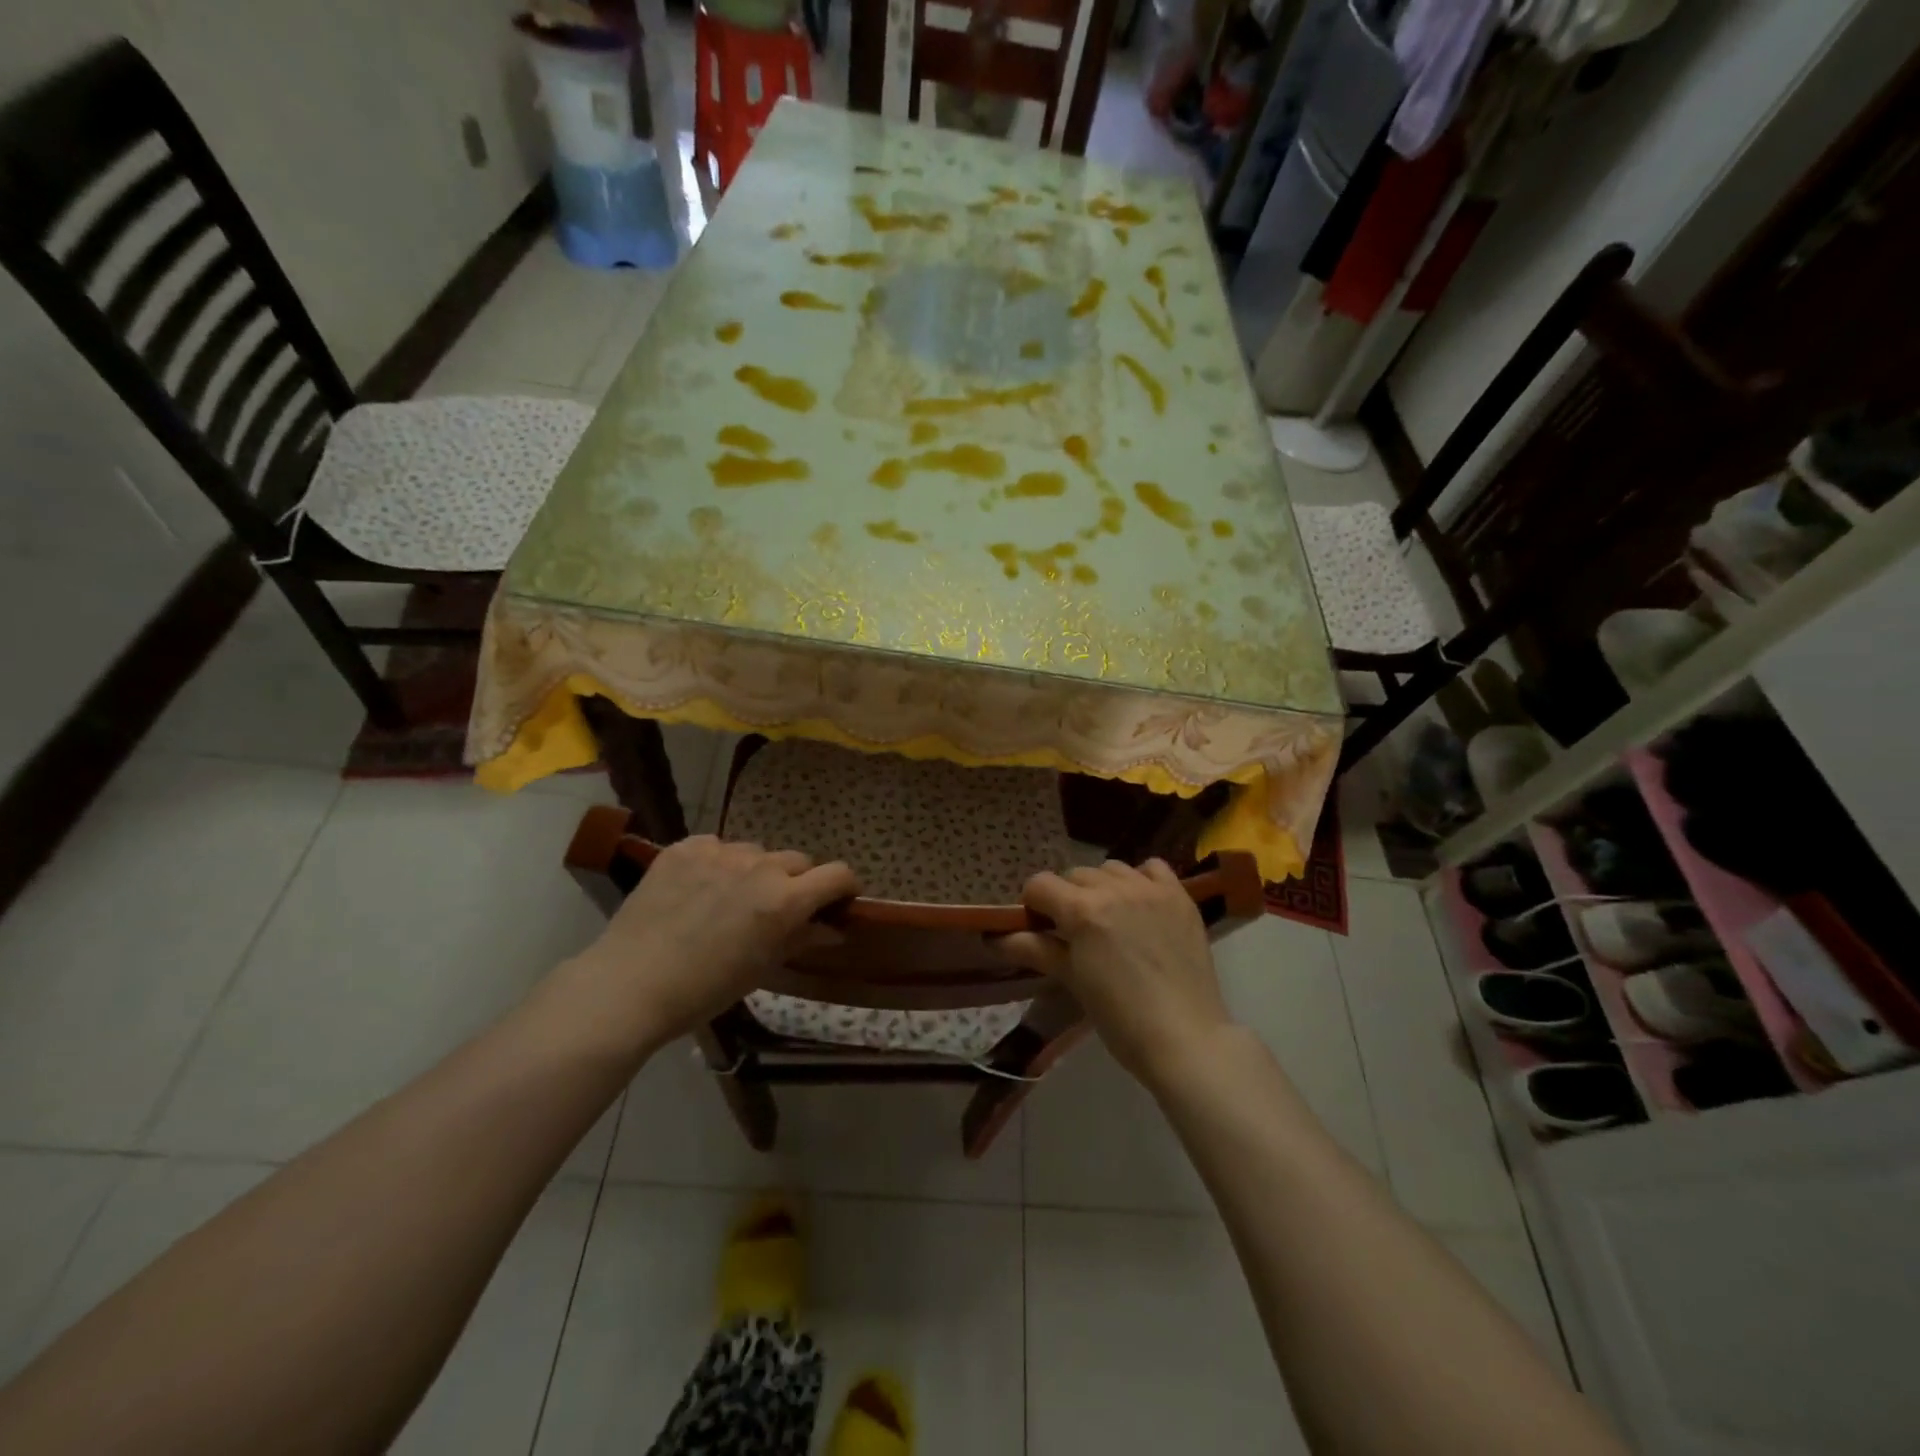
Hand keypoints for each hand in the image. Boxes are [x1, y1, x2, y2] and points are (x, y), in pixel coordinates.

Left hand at [565, 836, 859, 1050]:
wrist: (630, 983)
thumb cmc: (705, 989)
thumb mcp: (762, 967)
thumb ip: (801, 938)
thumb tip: (833, 928)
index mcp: (785, 899)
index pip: (838, 874)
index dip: (844, 887)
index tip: (837, 901)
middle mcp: (760, 866)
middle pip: (797, 861)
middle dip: (797, 882)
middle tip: (776, 909)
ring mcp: (721, 851)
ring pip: (756, 852)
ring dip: (755, 871)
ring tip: (729, 899)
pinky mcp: (686, 847)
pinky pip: (716, 847)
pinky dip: (717, 863)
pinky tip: (697, 889)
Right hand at [995, 860, 1232, 1086]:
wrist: (1186, 1039)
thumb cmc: (1120, 1018)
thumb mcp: (1073, 981)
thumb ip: (1036, 950)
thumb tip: (997, 938)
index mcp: (1082, 911)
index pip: (1040, 885)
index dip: (1033, 905)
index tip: (1040, 929)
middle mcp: (1114, 889)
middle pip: (1074, 875)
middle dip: (1067, 898)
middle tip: (1075, 932)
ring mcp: (1150, 890)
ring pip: (1111, 868)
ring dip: (1102, 887)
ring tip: (1110, 919)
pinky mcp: (1180, 897)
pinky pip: (1152, 868)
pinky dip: (1141, 879)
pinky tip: (1141, 904)